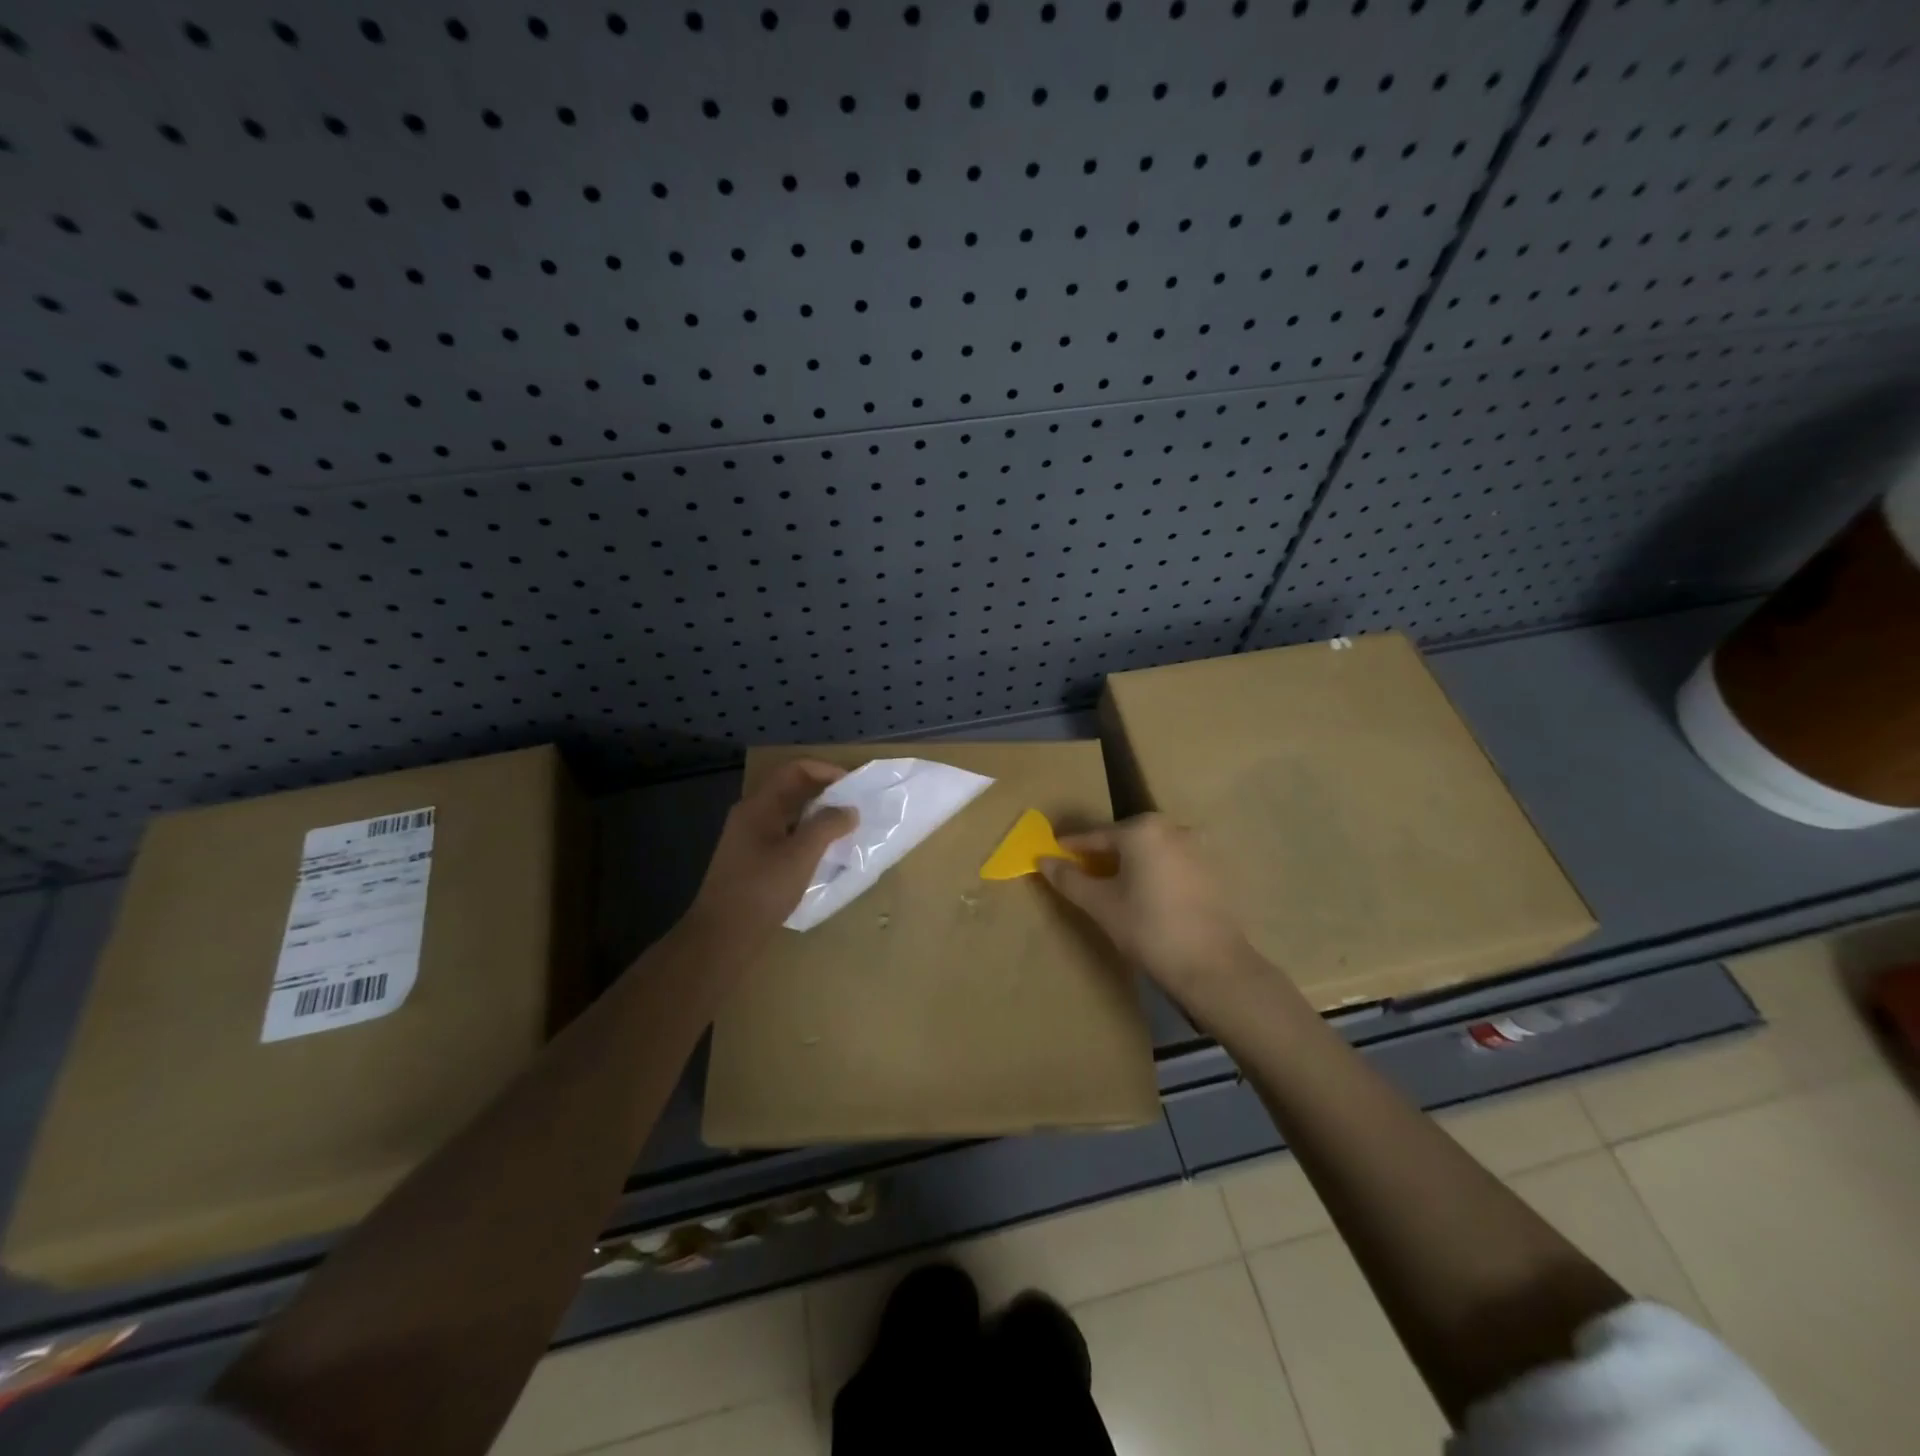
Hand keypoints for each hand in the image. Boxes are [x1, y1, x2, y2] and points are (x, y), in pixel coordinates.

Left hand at [683, 760, 857, 948]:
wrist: (721, 936)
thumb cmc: (761, 889)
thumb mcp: (801, 855)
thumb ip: (827, 826)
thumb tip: (849, 810)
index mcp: (759, 806)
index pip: (794, 769)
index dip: (825, 770)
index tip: (852, 786)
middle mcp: (750, 815)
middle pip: (791, 789)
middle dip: (824, 793)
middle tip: (853, 807)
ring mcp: (748, 839)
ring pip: (788, 815)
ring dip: (816, 816)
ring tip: (844, 830)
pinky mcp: (750, 861)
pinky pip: (783, 836)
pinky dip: (805, 836)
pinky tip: (822, 855)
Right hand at [1041, 814, 1258, 997]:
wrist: (1212, 966)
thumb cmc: (1149, 929)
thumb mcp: (1100, 904)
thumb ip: (1069, 879)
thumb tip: (1043, 860)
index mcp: (1142, 830)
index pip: (1096, 835)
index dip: (1071, 846)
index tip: (1052, 853)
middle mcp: (1172, 828)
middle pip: (1125, 838)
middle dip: (1101, 853)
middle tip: (1080, 871)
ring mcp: (1197, 847)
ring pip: (1150, 849)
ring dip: (1129, 862)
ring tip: (1111, 886)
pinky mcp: (1212, 869)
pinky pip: (1171, 862)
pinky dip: (1153, 871)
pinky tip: (1145, 895)